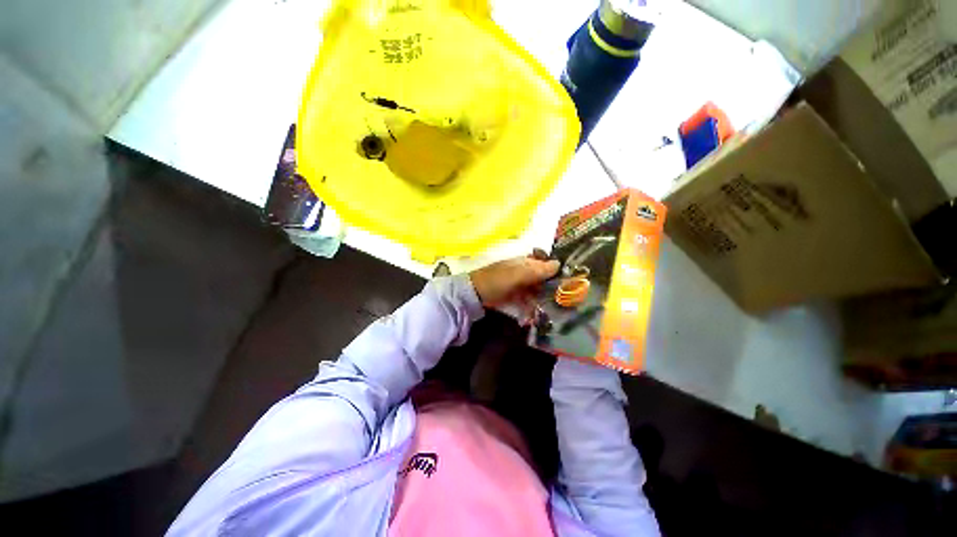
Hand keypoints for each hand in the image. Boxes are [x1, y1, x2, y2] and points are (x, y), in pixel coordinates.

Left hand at [469, 253, 559, 306]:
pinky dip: (531, 307)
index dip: (555, 269)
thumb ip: (537, 270)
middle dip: (551, 287)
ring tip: (551, 310)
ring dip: (542, 299)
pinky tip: (534, 315)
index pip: (544, 262)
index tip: (569, 279)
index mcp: (524, 262)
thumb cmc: (497, 280)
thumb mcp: (518, 274)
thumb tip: (559, 264)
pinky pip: (526, 300)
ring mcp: (517, 285)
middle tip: (563, 299)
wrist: (474, 295)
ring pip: (535, 290)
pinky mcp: (513, 297)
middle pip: (541, 278)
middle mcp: (523, 271)